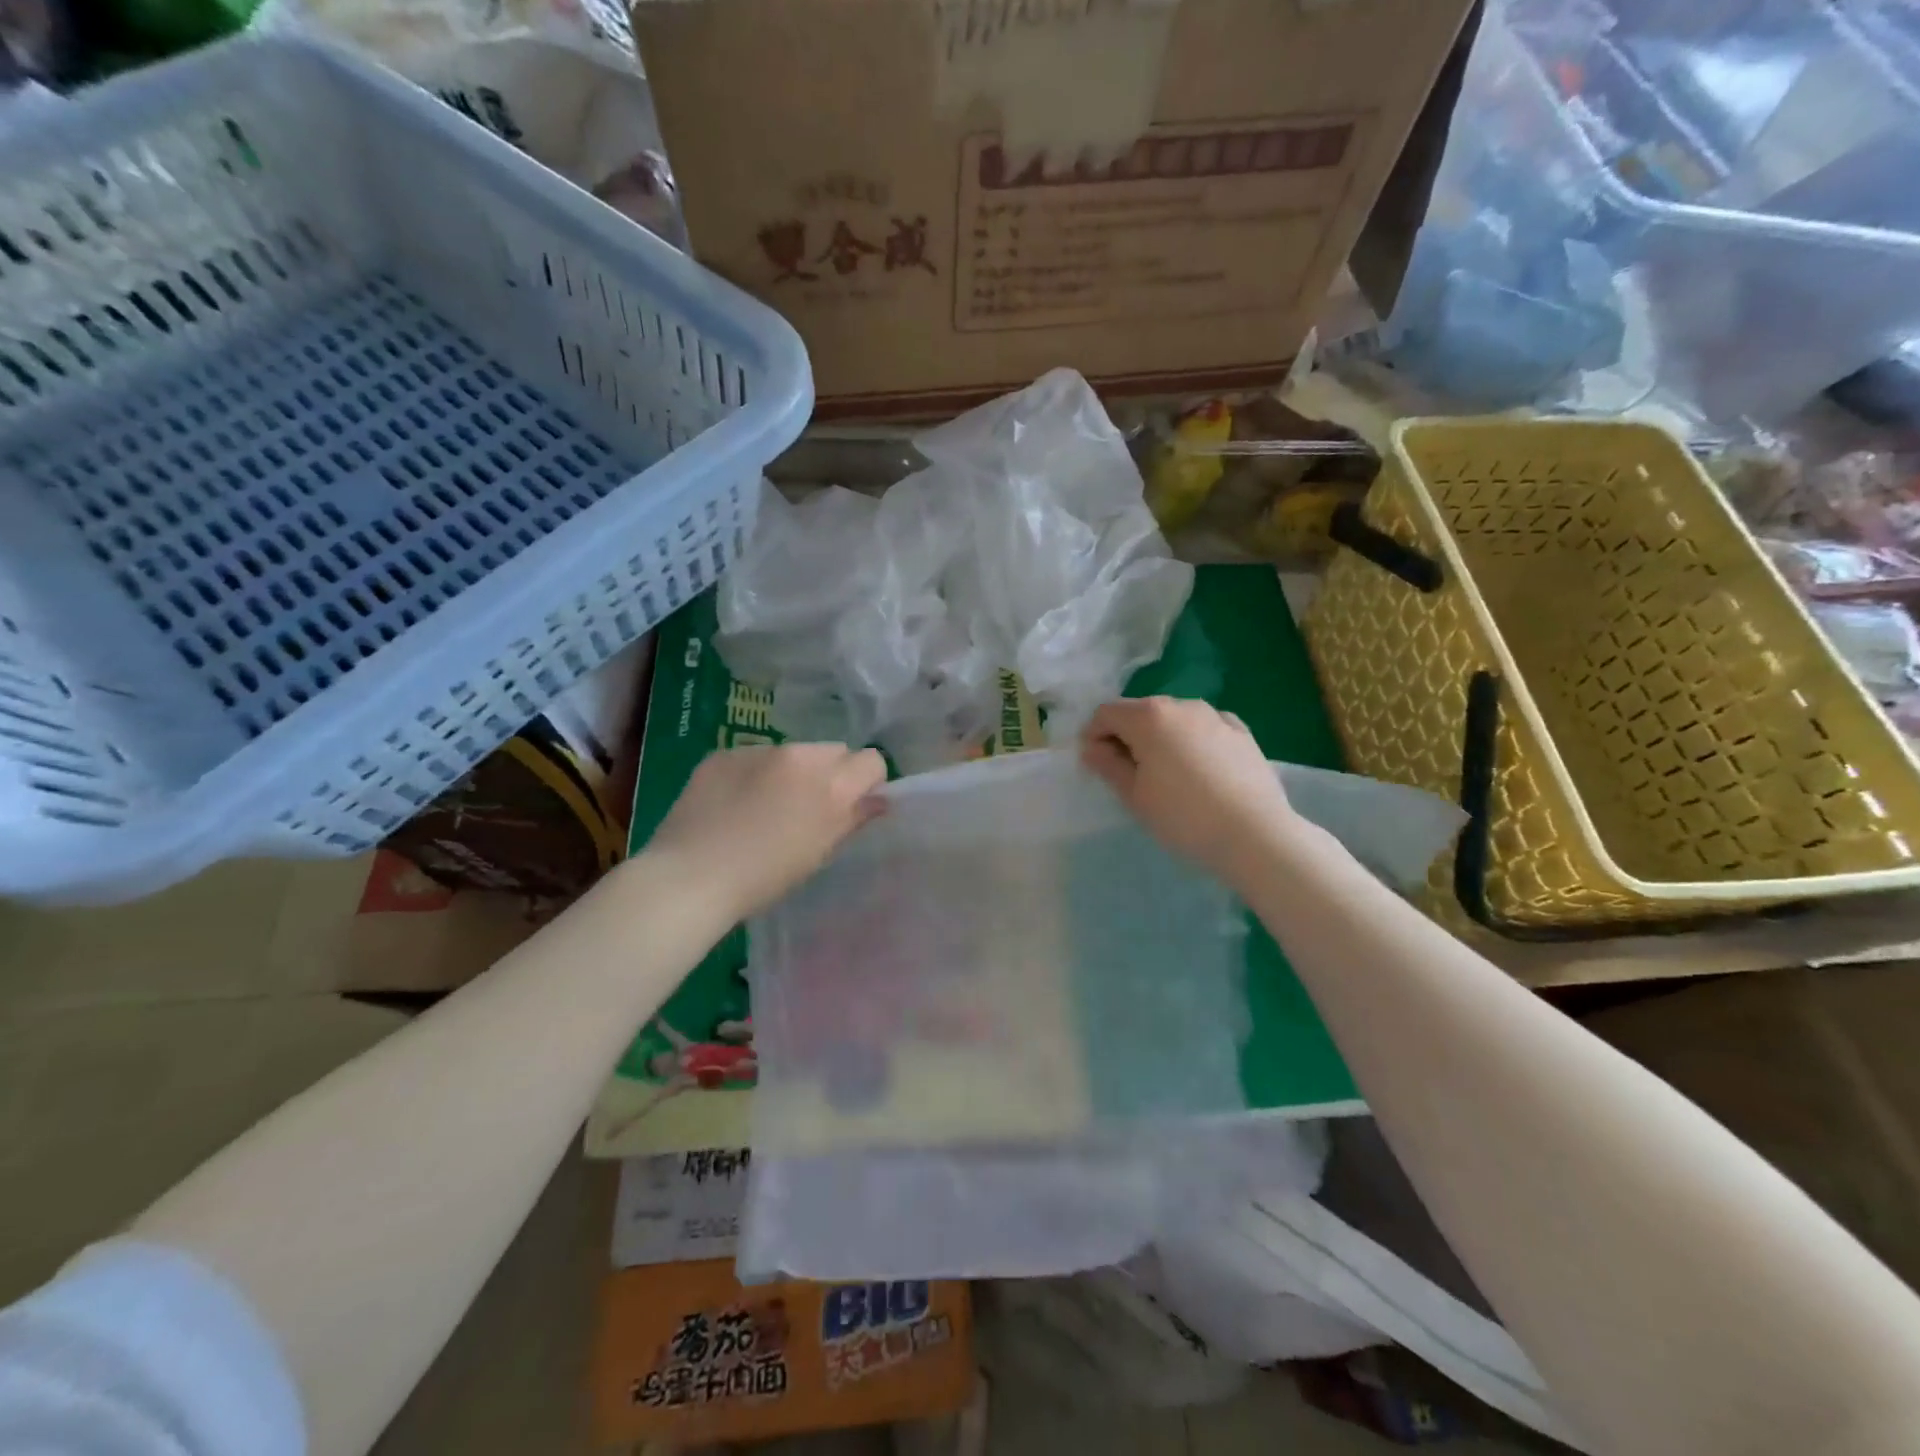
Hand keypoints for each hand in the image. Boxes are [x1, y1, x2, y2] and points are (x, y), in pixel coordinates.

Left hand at [646, 743, 887, 918]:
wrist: (691, 876)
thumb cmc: (765, 878)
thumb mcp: (819, 853)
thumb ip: (853, 819)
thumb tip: (878, 800)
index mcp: (831, 784)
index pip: (871, 761)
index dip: (866, 783)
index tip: (852, 806)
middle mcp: (800, 756)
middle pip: (834, 750)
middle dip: (831, 773)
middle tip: (810, 808)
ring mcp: (759, 750)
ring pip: (793, 752)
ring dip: (792, 772)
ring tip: (766, 808)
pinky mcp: (724, 753)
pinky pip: (755, 757)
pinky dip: (755, 774)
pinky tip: (734, 805)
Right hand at [1081, 697, 1299, 886]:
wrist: (1256, 834)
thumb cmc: (1183, 816)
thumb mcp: (1134, 796)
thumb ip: (1108, 765)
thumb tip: (1092, 748)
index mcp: (1149, 717)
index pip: (1106, 713)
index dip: (1093, 735)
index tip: (1095, 765)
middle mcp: (1181, 705)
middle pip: (1140, 712)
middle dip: (1126, 735)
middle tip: (1127, 773)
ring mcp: (1215, 715)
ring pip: (1174, 718)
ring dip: (1160, 737)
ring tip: (1165, 774)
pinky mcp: (1241, 731)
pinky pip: (1204, 728)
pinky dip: (1191, 740)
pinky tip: (1198, 768)